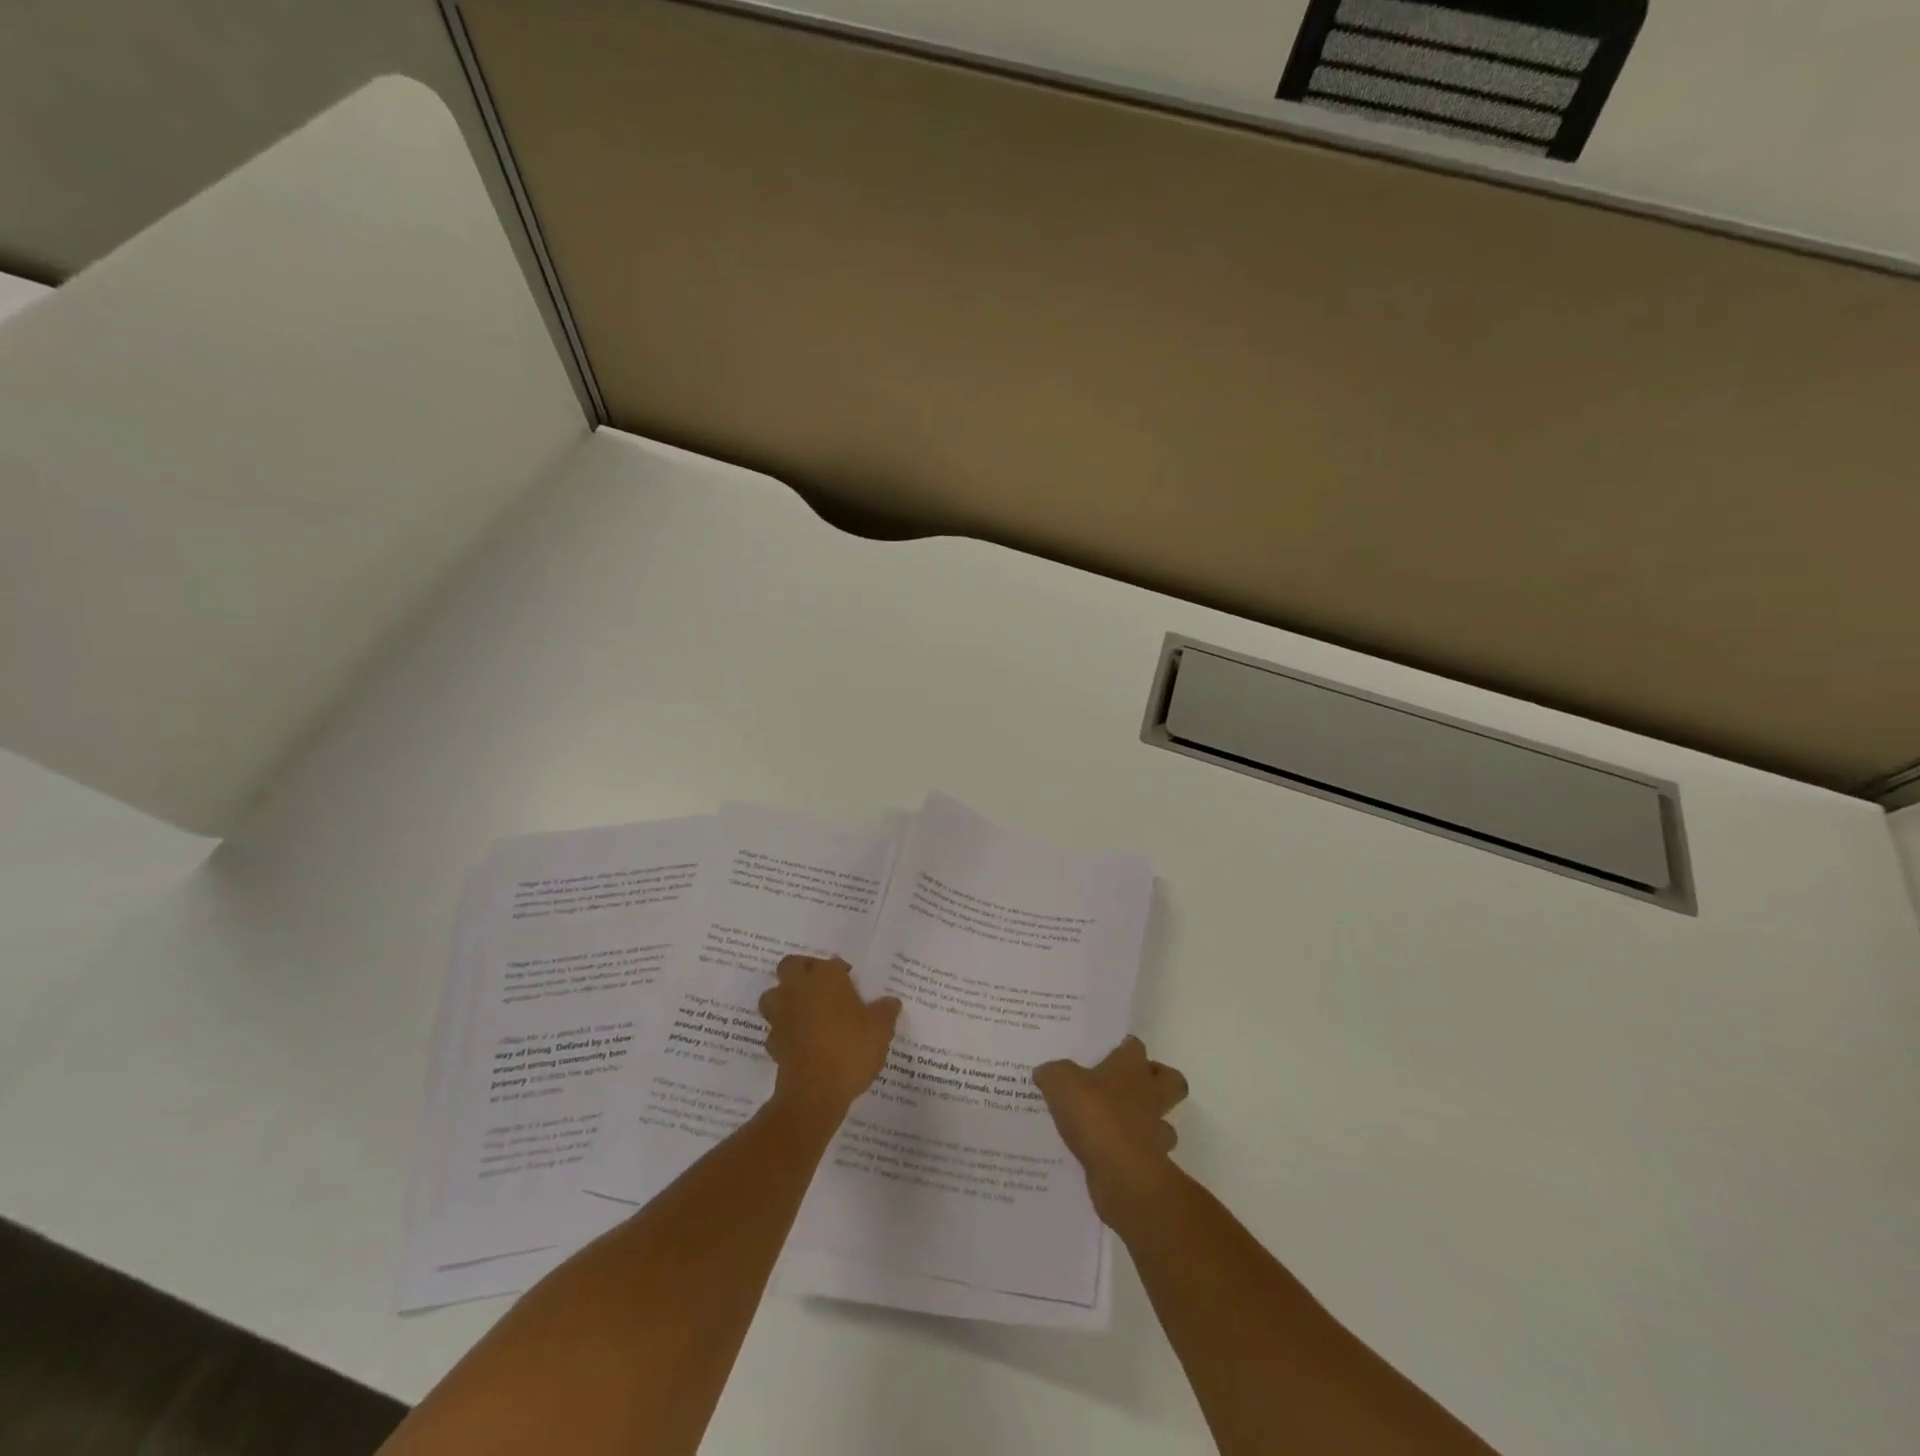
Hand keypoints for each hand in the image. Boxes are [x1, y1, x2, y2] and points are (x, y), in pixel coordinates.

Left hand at [759, 955, 901, 1116]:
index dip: (841, 971)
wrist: (815, 1092)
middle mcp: (798, 989)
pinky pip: (775, 1028)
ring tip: (804, 1010)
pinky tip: (800, 1040)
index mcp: (825, 977)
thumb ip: (885, 1011)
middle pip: (790, 966)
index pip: (831, 963)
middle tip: (821, 985)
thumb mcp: (880, 1029)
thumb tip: (891, 1002)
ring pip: (773, 995)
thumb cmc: (851, 1048)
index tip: (851, 982)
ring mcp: (782, 1015)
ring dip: (784, 998)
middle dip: (802, 970)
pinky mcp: (773, 1042)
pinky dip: (784, 1030)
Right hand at [1034, 1036, 1188, 1224]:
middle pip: (1171, 1080)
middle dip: (1157, 1080)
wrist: (1122, 1174)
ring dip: (1148, 1122)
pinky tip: (1107, 1156)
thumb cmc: (1095, 1115)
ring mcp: (1155, 1132)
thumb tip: (1044, 1072)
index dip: (1125, 1046)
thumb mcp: (1060, 1083)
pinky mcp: (1151, 1164)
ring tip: (1118, 1125)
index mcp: (1131, 1067)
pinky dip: (1131, 1154)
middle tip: (1130, 1084)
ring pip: (1164, 1121)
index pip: (1135, 1046)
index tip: (1111, 1049)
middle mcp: (1150, 1095)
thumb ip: (1052, 1073)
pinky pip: (1144, 1154)